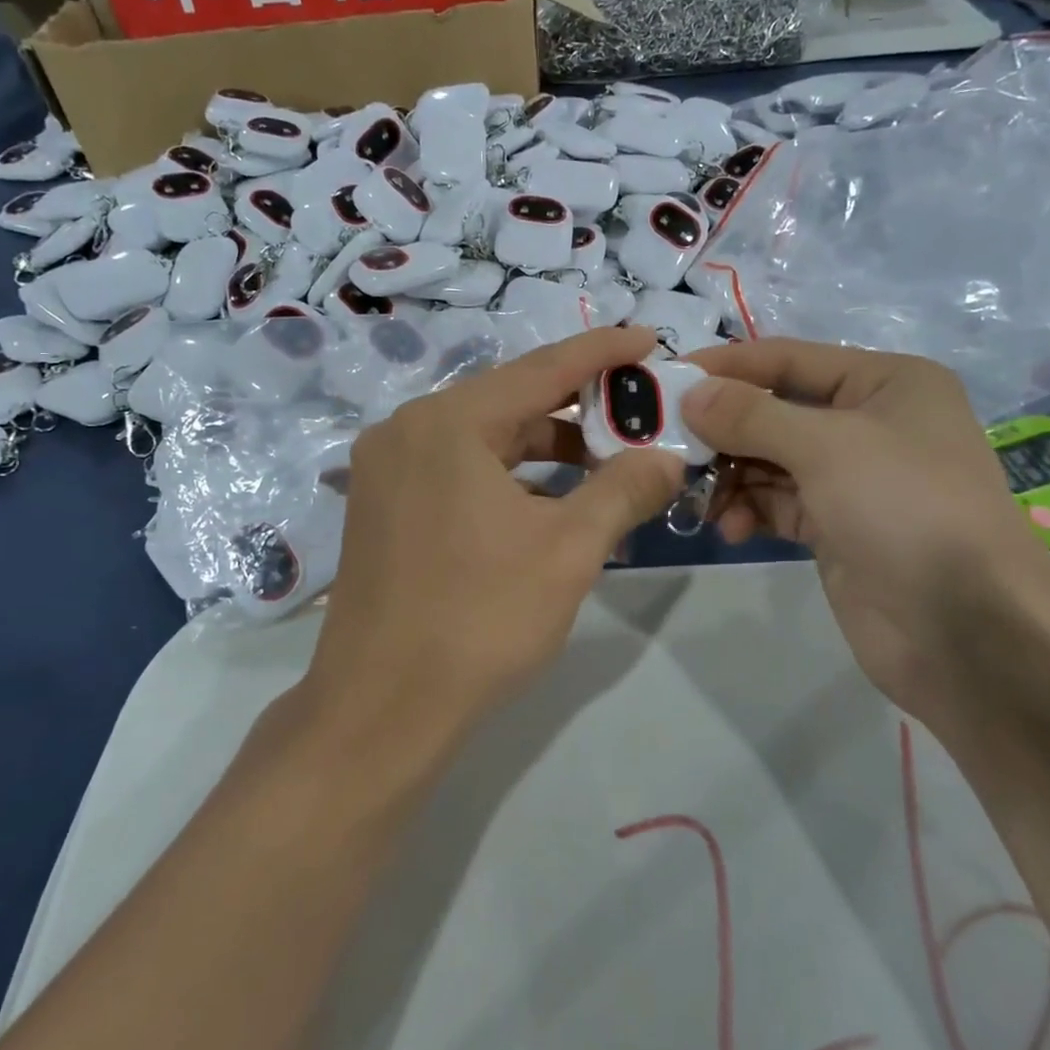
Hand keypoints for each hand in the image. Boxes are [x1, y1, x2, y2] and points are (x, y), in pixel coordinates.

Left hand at [307, 327, 685, 736]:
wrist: (381, 710)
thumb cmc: (480, 619)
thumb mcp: (568, 550)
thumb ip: (624, 489)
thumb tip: (668, 458)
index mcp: (448, 423)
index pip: (541, 369)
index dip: (601, 353)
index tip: (648, 339)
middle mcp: (408, 431)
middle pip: (510, 403)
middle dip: (578, 411)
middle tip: (638, 417)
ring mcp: (387, 470)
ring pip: (484, 441)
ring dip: (545, 452)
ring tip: (606, 468)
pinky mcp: (383, 507)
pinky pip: (459, 472)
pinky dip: (508, 481)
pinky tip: (550, 506)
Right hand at [681, 340, 1049, 723]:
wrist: (968, 635)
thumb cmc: (906, 511)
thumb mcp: (827, 447)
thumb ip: (751, 415)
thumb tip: (689, 392)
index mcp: (886, 382)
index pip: (788, 358)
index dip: (727, 367)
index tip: (665, 379)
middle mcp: (870, 422)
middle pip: (774, 410)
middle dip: (722, 429)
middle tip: (666, 445)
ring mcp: (853, 478)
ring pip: (769, 459)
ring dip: (730, 474)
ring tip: (697, 496)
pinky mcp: (836, 527)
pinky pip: (777, 502)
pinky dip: (749, 509)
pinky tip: (731, 528)